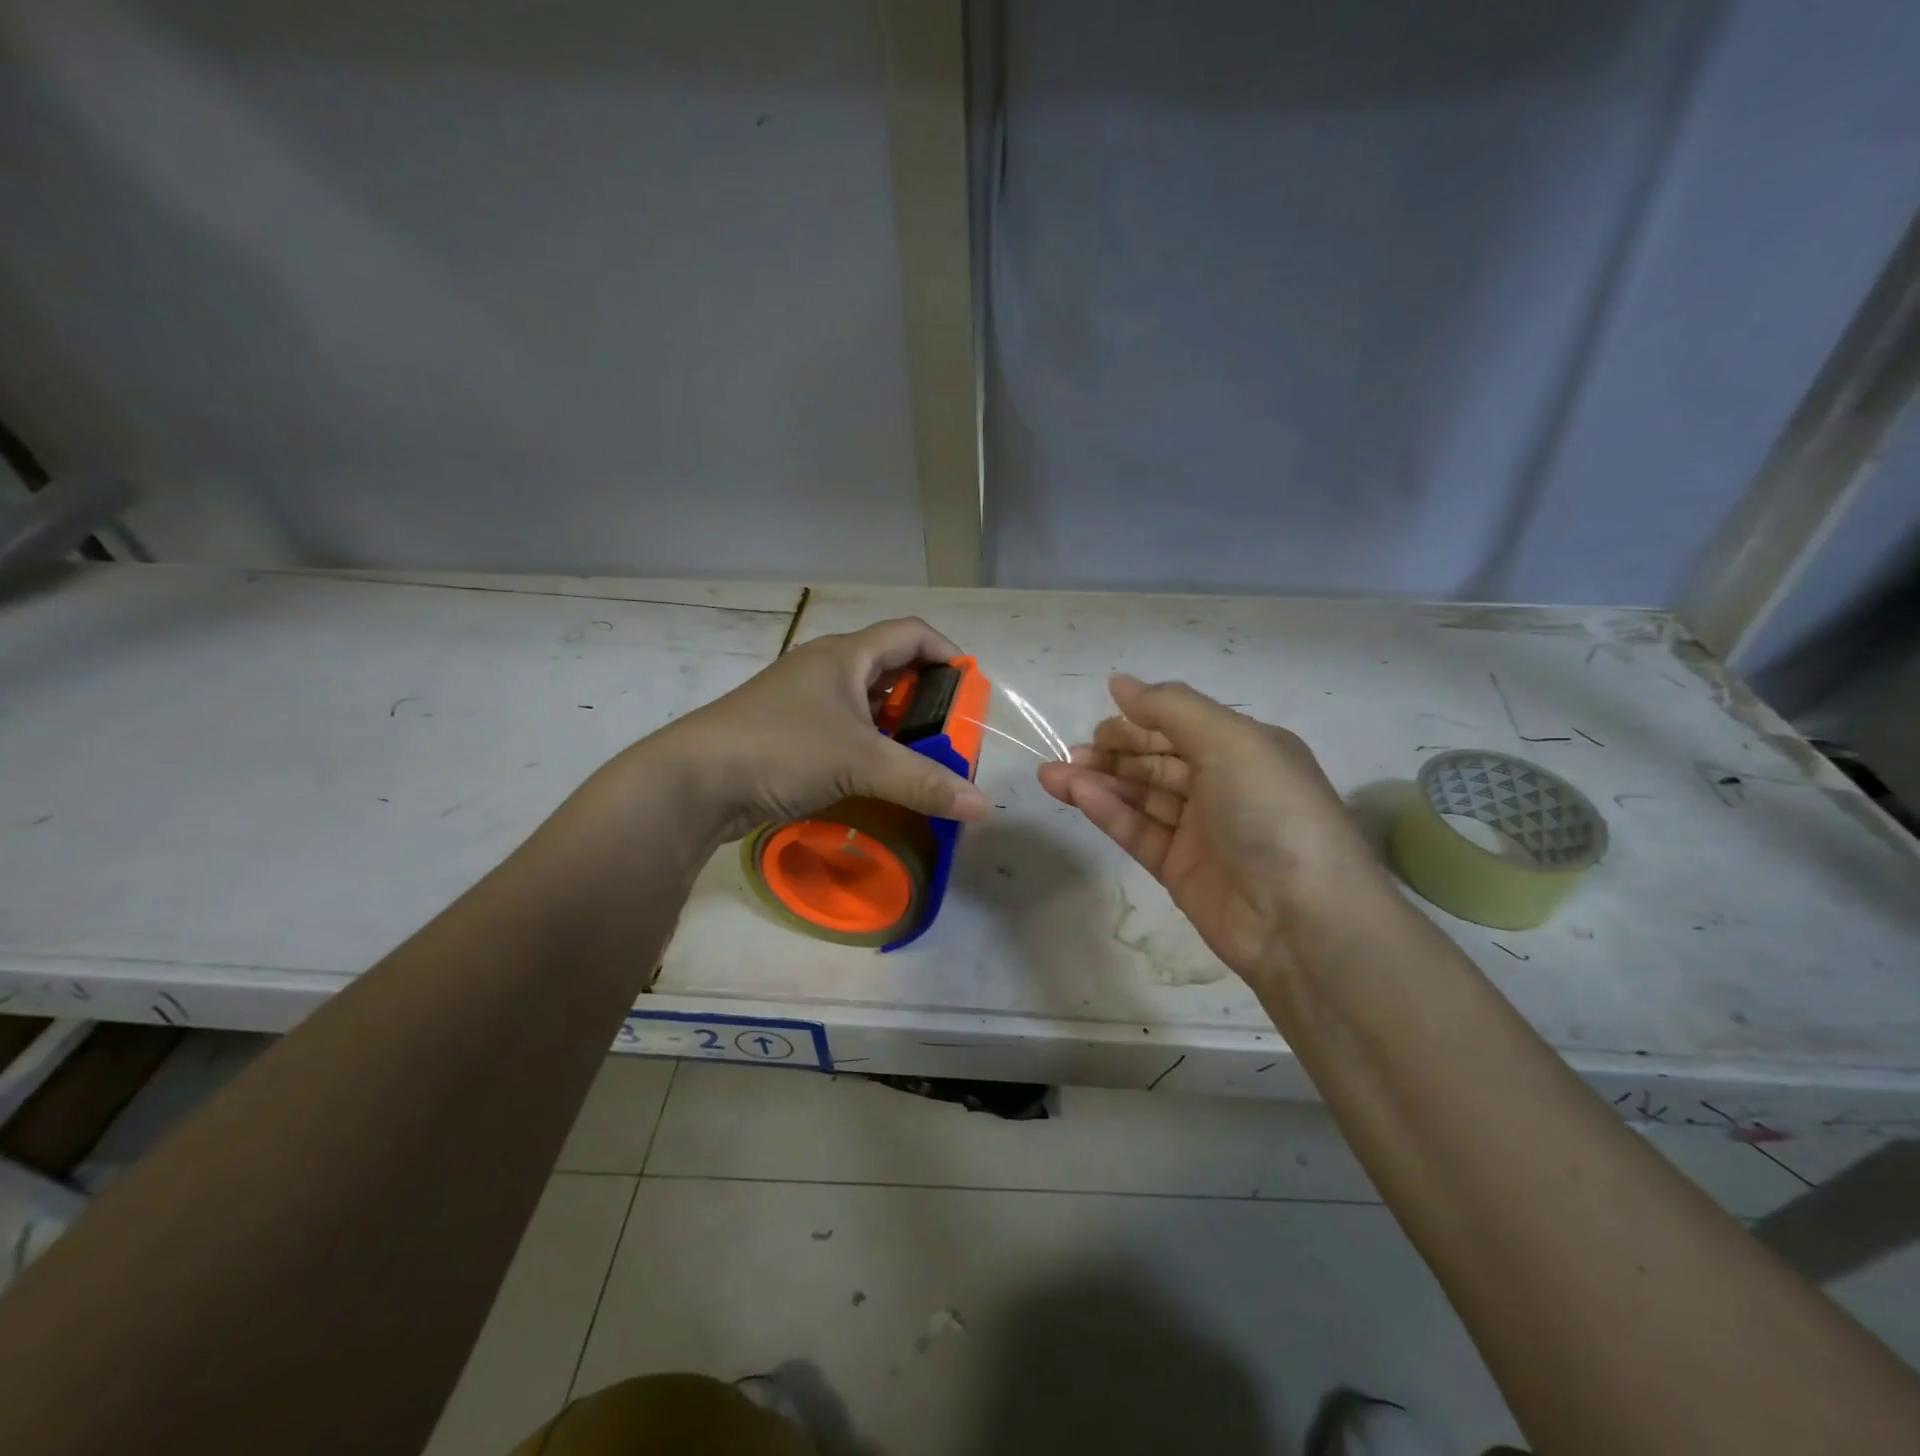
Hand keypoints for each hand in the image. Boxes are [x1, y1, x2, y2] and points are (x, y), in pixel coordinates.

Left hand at [645, 617, 990, 843]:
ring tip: (926, 757)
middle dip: (927, 696)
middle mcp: (825, 672)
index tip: (972, 688)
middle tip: (953, 731)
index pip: (910, 634)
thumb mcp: (860, 762)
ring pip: (866, 704)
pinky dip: (871, 748)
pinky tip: (883, 776)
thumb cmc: (781, 749)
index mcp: (844, 656)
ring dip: (899, 726)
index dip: (947, 652)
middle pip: (890, 668)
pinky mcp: (790, 737)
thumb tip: (982, 806)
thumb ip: (923, 781)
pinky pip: (845, 733)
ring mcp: (804, 705)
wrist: (694, 782)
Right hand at [1038, 675, 1388, 981]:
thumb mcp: (1230, 741)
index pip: (1181, 727)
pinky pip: (1138, 831)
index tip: (1099, 722)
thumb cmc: (1272, 812)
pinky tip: (1076, 794)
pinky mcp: (1179, 869)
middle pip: (1156, 761)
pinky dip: (1108, 811)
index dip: (1139, 722)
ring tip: (1051, 773)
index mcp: (1245, 750)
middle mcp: (1223, 785)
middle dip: (1112, 753)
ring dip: (1098, 781)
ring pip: (1140, 796)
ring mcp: (1200, 830)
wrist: (1302, 919)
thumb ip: (1171, 709)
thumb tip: (1119, 683)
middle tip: (1070, 752)